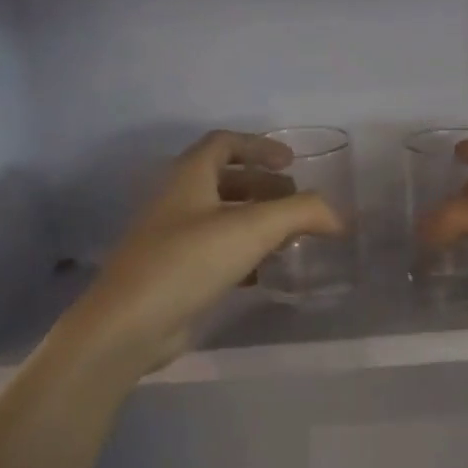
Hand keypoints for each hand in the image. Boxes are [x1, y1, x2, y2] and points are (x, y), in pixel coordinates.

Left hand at [51, 131, 340, 379]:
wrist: (129, 324)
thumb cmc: (189, 260)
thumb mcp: (253, 228)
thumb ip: (301, 213)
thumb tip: (338, 216)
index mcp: (189, 176)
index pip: (224, 143)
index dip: (260, 146)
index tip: (292, 162)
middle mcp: (177, 200)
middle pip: (224, 180)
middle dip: (264, 186)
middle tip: (295, 201)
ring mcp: (171, 238)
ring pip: (220, 217)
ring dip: (255, 221)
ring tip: (288, 237)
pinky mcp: (173, 272)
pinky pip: (214, 252)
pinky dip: (242, 254)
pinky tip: (263, 273)